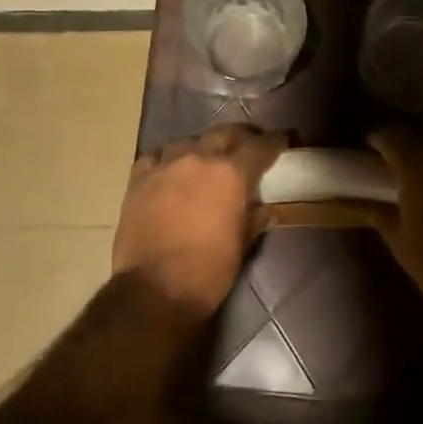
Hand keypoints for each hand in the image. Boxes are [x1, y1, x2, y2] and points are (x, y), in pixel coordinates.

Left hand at [113, 124, 288, 319]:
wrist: (153, 290)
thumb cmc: (208, 272)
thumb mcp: (242, 246)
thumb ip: (254, 218)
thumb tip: (263, 207)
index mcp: (231, 174)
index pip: (261, 146)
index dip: (276, 142)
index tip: (284, 141)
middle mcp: (199, 159)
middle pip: (224, 134)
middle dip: (240, 137)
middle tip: (248, 147)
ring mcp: (165, 165)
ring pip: (189, 142)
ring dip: (202, 149)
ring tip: (206, 161)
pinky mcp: (138, 179)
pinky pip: (156, 158)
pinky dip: (168, 161)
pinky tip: (170, 172)